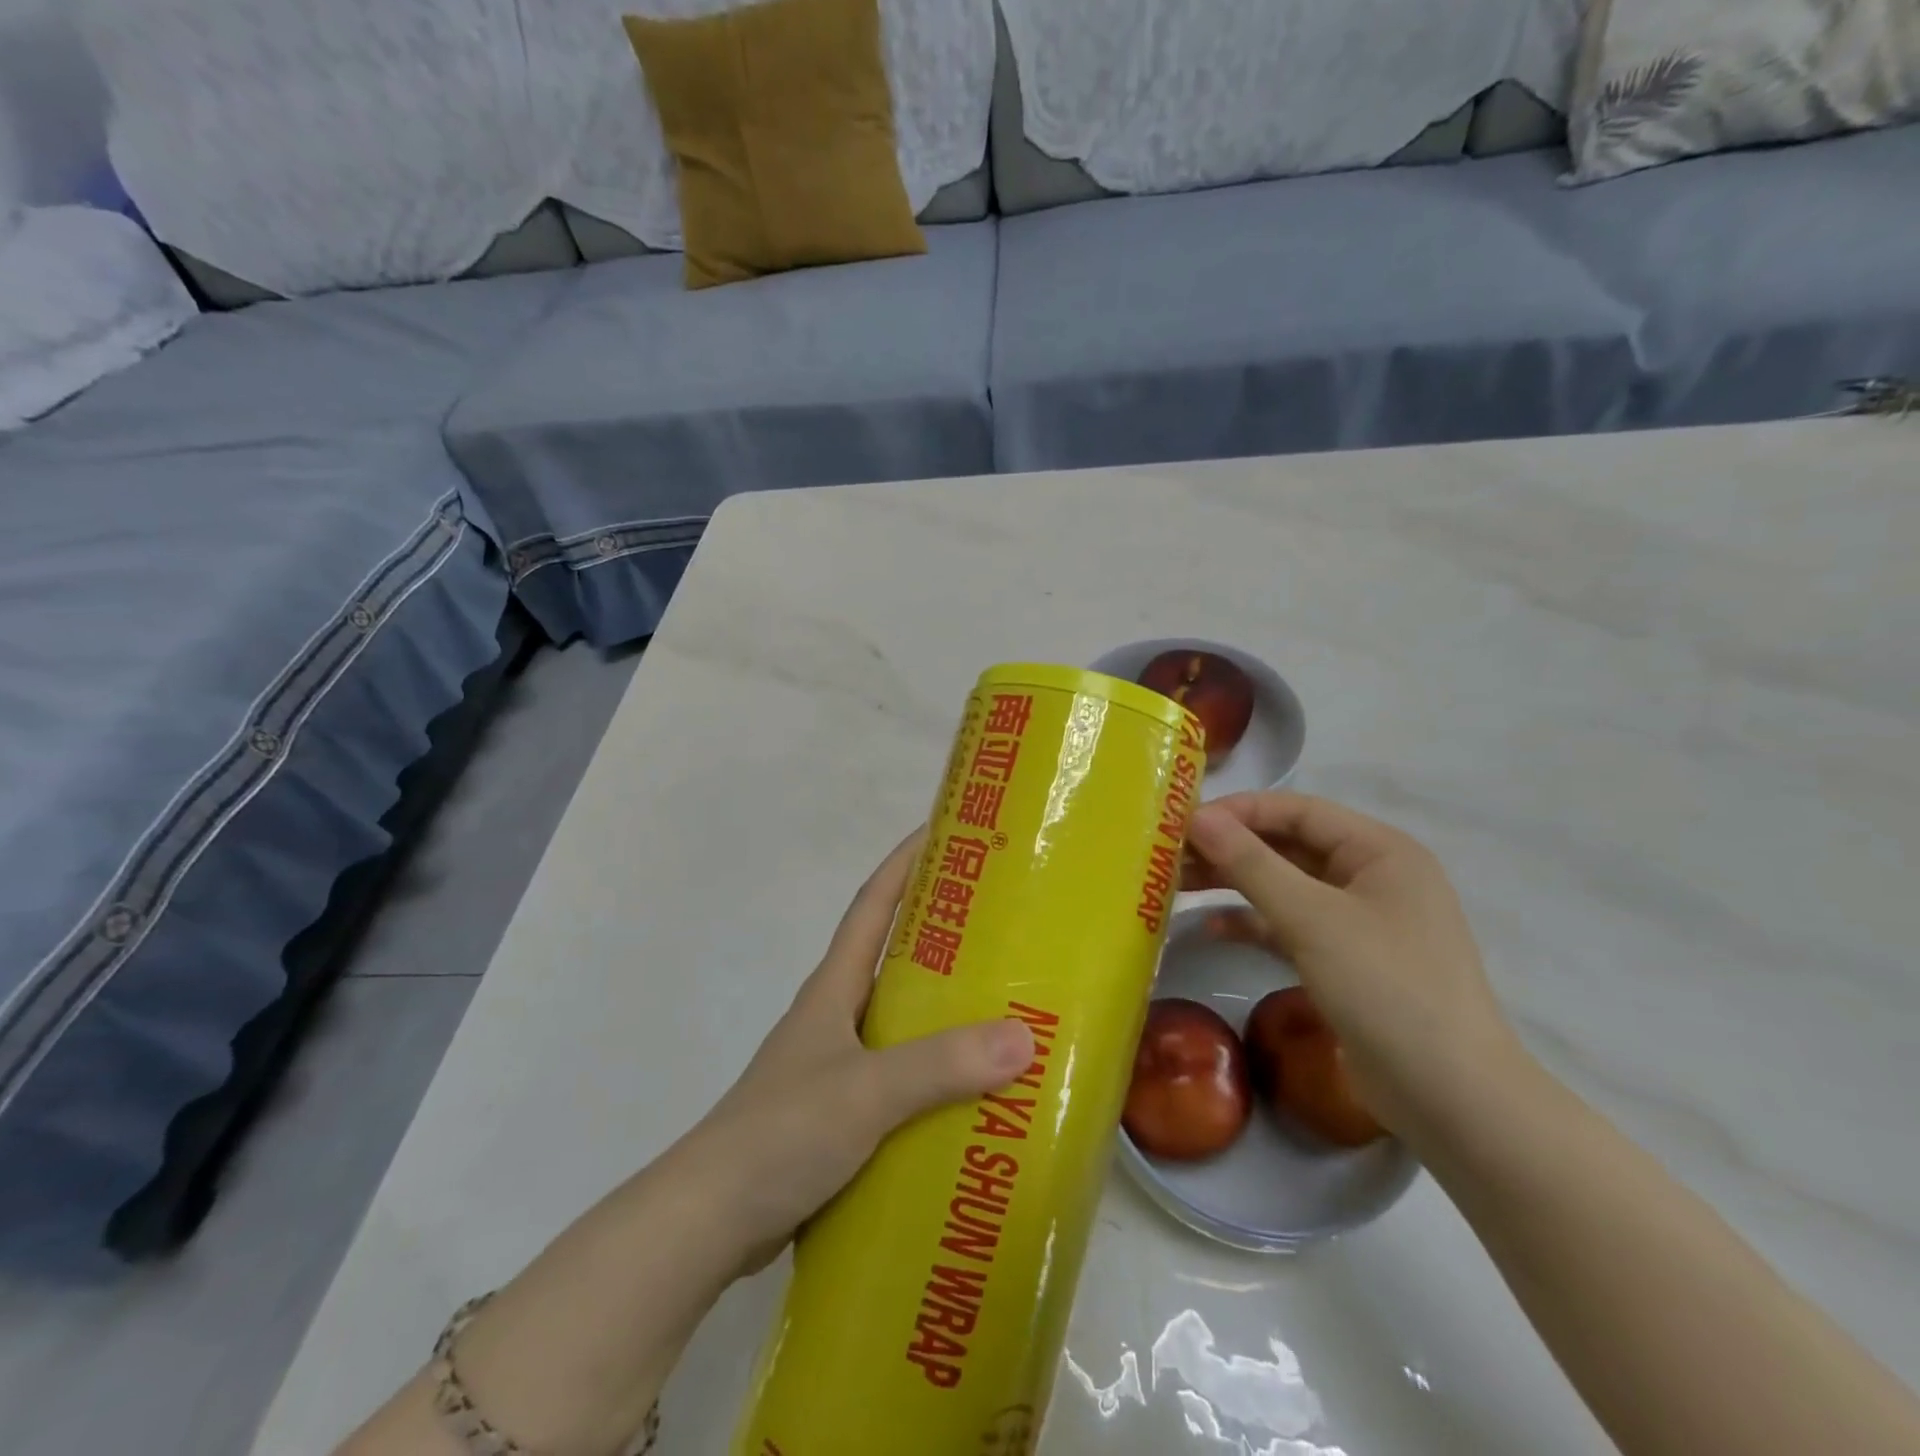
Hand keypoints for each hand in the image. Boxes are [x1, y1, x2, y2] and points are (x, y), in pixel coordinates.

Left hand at [681, 831, 1035, 1274]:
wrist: (708, 1221)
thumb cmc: (781, 1134)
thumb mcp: (866, 1091)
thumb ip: (940, 1065)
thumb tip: (1023, 1037)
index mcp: (833, 989)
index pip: (872, 905)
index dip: (904, 863)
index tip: (944, 831)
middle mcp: (835, 1017)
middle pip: (892, 958)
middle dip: (942, 935)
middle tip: (1004, 927)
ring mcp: (834, 1066)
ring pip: (899, 1021)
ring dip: (943, 1011)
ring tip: (1006, 1011)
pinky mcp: (839, 1114)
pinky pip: (899, 1077)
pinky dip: (933, 1074)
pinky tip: (971, 1094)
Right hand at [1184, 792, 1523, 1138]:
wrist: (1449, 1098)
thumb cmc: (1385, 987)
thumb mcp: (1311, 918)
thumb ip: (1251, 863)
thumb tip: (1197, 816)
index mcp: (1380, 851)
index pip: (1298, 811)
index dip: (1239, 811)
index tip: (1183, 822)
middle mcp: (1372, 877)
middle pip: (1289, 846)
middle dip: (1231, 849)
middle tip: (1171, 856)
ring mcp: (1360, 922)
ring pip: (1286, 886)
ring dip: (1235, 884)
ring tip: (1178, 885)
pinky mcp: (1347, 961)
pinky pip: (1291, 926)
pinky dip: (1254, 923)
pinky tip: (1212, 929)